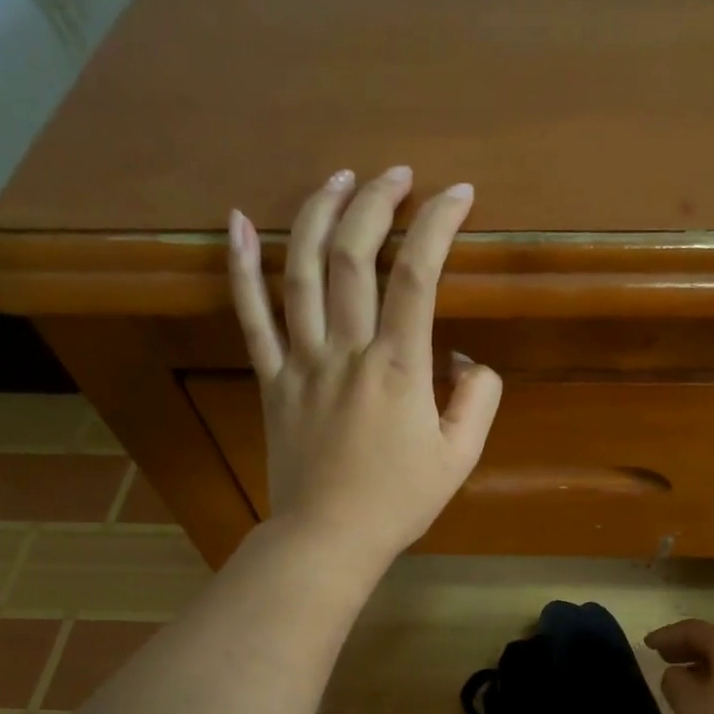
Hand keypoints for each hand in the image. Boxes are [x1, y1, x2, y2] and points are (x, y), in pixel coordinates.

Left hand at [228, 166, 501, 564]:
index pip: (419, 276)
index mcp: (399, 370)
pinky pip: (250, 315)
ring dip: (318, 215)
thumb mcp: (460, 457)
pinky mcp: (271, 378)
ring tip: (337, 177)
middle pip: (354, 257)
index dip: (438, 225)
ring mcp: (301, 362)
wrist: (328, 538)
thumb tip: (463, 355)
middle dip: (377, 203)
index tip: (457, 195)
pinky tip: (236, 221)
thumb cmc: (399, 501)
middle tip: (397, 175)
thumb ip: (478, 398)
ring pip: (300, 271)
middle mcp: (347, 352)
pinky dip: (240, 265)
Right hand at [646, 619, 713, 713]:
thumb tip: (679, 674)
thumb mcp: (688, 705)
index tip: (647, 645)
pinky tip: (713, 702)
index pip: (693, 630)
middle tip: (663, 658)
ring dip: (705, 667)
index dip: (667, 636)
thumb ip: (674, 680)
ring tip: (685, 681)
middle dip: (687, 649)